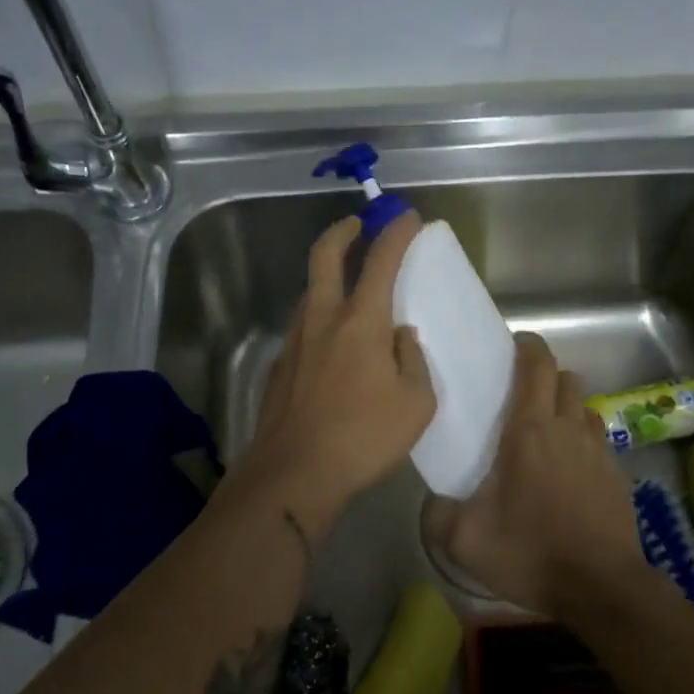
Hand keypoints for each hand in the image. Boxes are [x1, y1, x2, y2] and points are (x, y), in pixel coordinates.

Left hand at [229, 212, 434, 540]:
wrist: (293, 476)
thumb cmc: (364, 437)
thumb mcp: (415, 403)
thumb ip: (413, 360)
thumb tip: (401, 338)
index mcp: (361, 321)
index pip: (381, 261)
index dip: (396, 233)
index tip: (407, 217)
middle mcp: (322, 319)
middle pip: (325, 257)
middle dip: (342, 232)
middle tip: (356, 225)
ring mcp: (294, 342)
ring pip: (310, 293)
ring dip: (328, 279)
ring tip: (348, 292)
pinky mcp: (278, 367)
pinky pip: (302, 329)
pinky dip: (319, 321)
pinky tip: (331, 348)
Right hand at [431, 332, 643, 616]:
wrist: (601, 589)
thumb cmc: (531, 553)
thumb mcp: (465, 541)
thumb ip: (438, 514)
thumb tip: (431, 501)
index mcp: (529, 430)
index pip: (537, 365)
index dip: (528, 346)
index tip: (515, 345)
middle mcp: (567, 429)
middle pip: (566, 379)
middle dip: (547, 377)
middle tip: (523, 396)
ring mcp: (598, 451)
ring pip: (585, 408)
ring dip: (568, 408)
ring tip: (548, 433)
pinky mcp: (618, 476)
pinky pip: (600, 441)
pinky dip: (584, 442)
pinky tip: (571, 472)